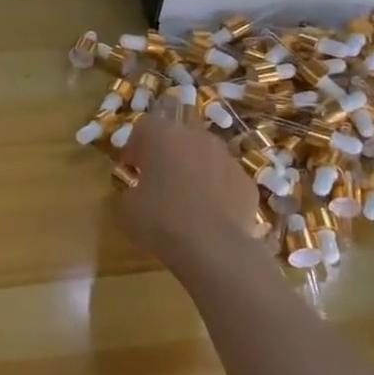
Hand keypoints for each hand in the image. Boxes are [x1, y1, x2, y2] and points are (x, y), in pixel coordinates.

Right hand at [115, 108, 261, 274]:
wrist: (214, 249)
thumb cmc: (161, 220)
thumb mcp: (126, 207)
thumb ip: (127, 190)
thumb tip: (135, 191)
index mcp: (164, 135)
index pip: (144, 125)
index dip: (134, 145)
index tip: (131, 169)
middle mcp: (198, 137)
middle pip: (177, 136)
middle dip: (165, 154)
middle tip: (156, 181)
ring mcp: (227, 158)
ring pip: (204, 155)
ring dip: (192, 169)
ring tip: (185, 199)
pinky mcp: (247, 182)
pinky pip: (224, 179)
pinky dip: (216, 189)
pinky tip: (208, 214)